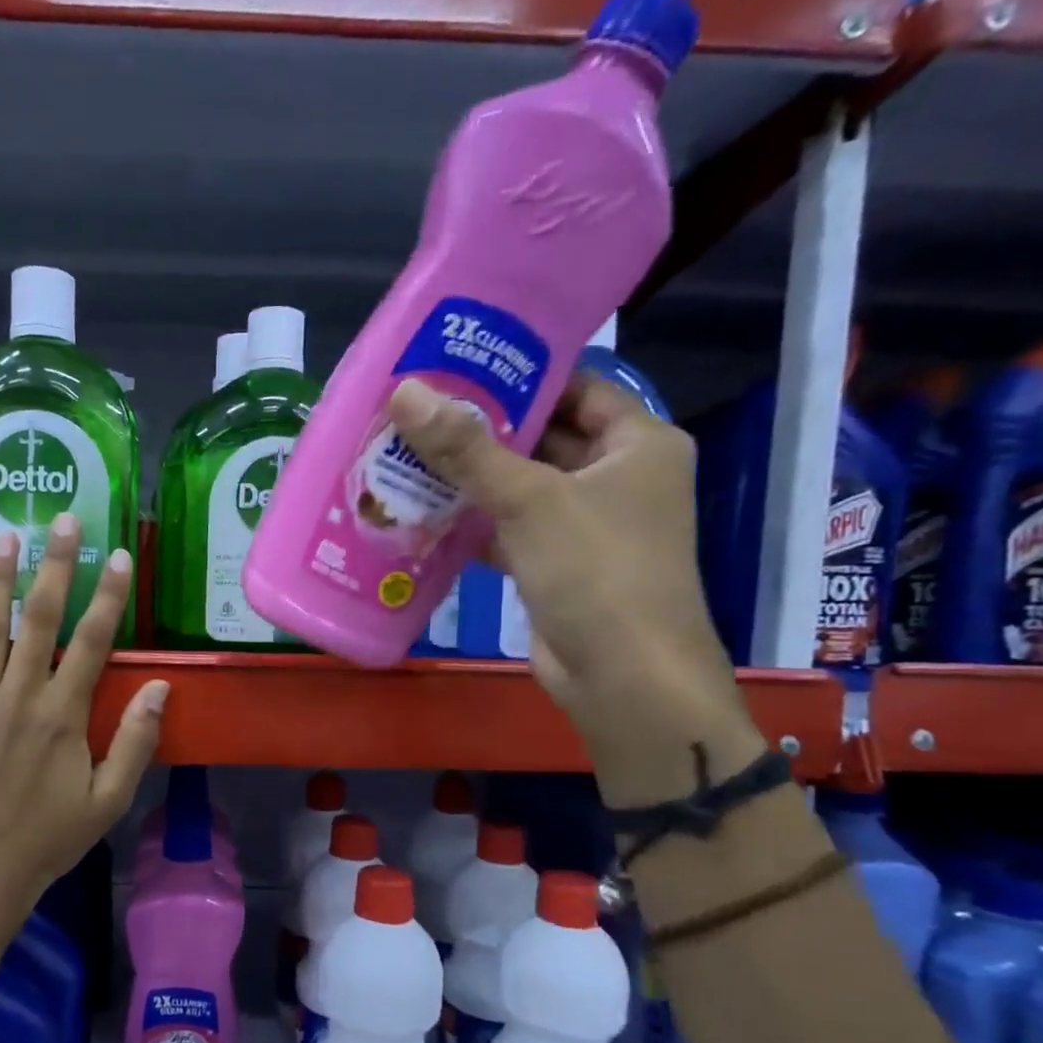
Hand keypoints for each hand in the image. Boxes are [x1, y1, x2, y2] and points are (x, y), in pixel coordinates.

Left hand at [0, 514, 167, 927]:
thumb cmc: (50, 837)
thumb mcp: (109, 800)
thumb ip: (135, 741)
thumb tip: (161, 687)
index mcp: (62, 717)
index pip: (92, 642)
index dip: (108, 595)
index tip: (117, 554)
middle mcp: (17, 700)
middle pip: (38, 621)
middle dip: (53, 566)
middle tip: (60, 519)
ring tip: (1, 535)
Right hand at [390, 375, 761, 804]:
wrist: (623, 677)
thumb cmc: (596, 570)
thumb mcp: (531, 500)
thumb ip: (467, 448)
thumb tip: (406, 392)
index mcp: (637, 443)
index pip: (577, 386)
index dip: (521, 374)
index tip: (458, 365)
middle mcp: (615, 478)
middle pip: (542, 437)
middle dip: (482, 429)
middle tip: (416, 410)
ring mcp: (584, 525)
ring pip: (520, 487)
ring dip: (470, 478)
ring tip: (406, 453)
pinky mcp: (555, 565)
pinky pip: (509, 530)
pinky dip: (472, 523)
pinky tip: (421, 513)